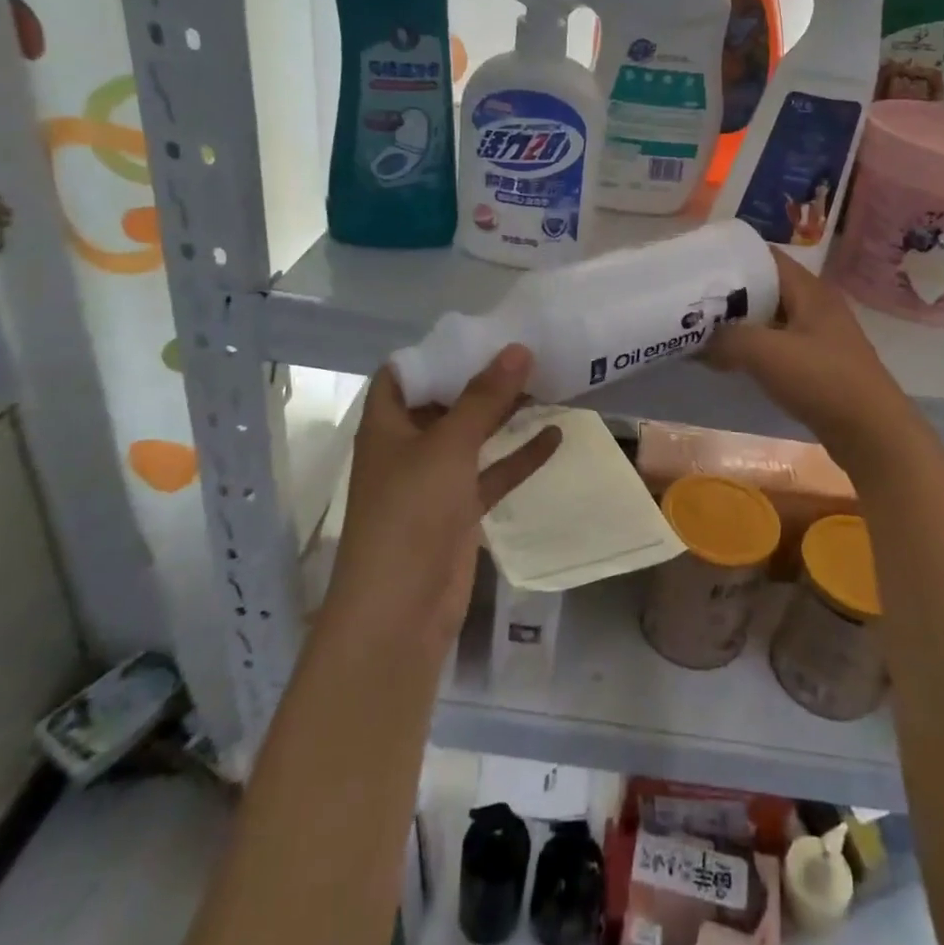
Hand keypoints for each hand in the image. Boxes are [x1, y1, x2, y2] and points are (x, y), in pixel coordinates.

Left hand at [325, 346, 560, 650]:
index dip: (436, 352)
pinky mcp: (459, 511)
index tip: (480, 333)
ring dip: (504, 415)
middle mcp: (408, 447)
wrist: (400, 611)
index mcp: (387, 425)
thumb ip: (484, 398)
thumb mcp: (448, 446)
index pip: (404, 374)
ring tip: (546, 384)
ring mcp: (434, 481)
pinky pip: (492, 473)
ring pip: (473, 437)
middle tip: (527, 353)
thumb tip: (518, 348)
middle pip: (445, 402)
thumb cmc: (411, 513)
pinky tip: (556, 435)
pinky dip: (519, 457)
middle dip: (481, 379)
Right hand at [706, 249, 918, 468]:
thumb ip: (727, 339)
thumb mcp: (766, 353)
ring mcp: (819, 336)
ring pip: (770, 319)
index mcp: (809, 290)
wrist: (872, 433)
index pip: (765, 257)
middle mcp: (815, 305)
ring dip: (738, 324)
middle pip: (765, 288)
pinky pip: (777, 345)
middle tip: (690, 302)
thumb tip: (700, 340)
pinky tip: (728, 361)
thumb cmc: (822, 381)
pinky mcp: (817, 364)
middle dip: (728, 294)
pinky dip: (752, 349)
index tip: (695, 266)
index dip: (730, 258)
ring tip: (701, 330)